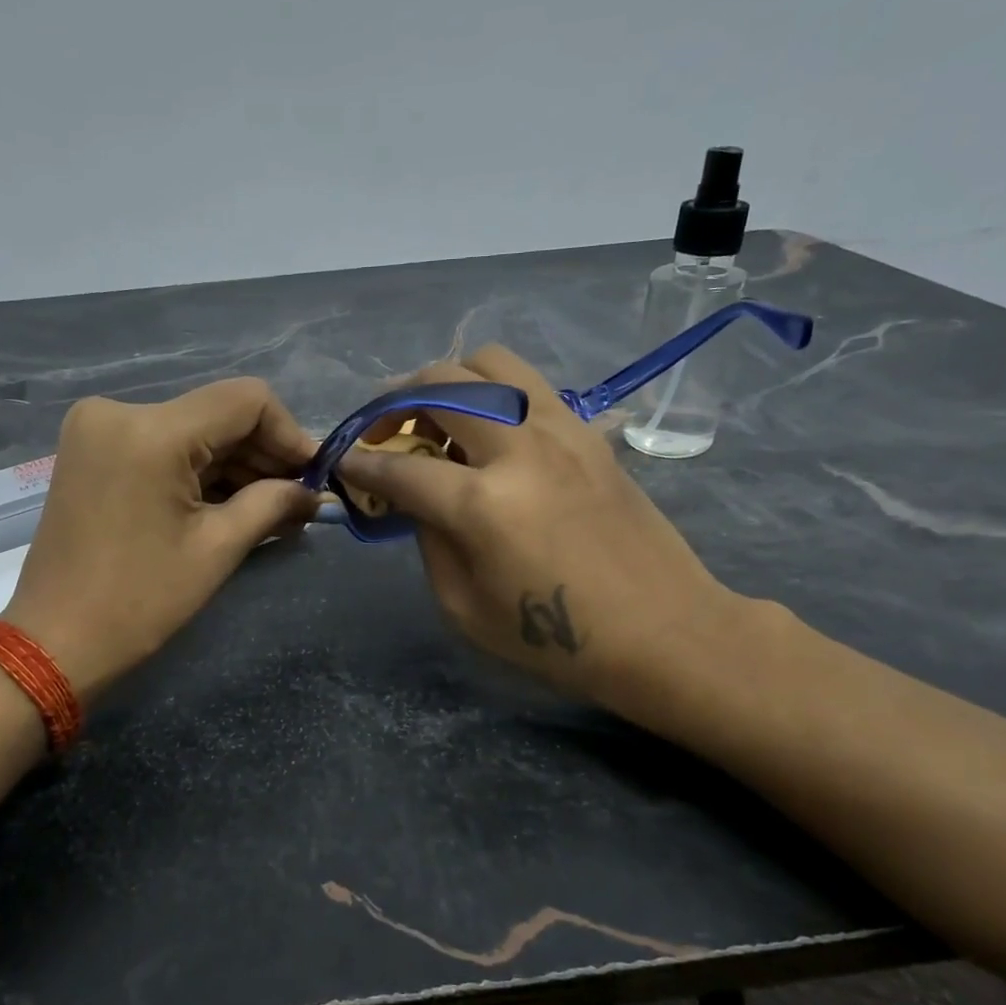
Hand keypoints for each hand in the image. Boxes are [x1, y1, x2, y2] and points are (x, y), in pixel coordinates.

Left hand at [2, 378, 319, 699]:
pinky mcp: (92, 450)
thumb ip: (274, 504)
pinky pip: (163, 445)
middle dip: (263, 455)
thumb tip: (315, 494)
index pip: (246, 400)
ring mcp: (99, 429)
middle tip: (300, 498)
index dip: (290, 434)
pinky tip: (232, 503)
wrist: (54, 641)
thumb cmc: (140, 601)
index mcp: (150, 431)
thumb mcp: (217, 549)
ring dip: (234, 465)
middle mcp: (119, 411)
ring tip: (273, 508)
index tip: (313, 475)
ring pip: (192, 430)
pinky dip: (199, 470)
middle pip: (217, 414)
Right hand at [335, 346, 740, 713]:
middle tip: (385, 431)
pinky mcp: (589, 433)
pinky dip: (494, 394)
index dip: (361, 463)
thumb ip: (429, 540)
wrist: (663, 632)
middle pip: (441, 384)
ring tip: (439, 418)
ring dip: (448, 381)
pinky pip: (529, 386)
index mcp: (483, 504)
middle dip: (395, 401)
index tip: (342, 459)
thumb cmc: (556, 640)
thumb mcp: (464, 608)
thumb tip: (415, 499)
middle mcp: (520, 448)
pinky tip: (491, 433)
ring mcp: (561, 431)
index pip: (401, 467)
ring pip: (489, 363)